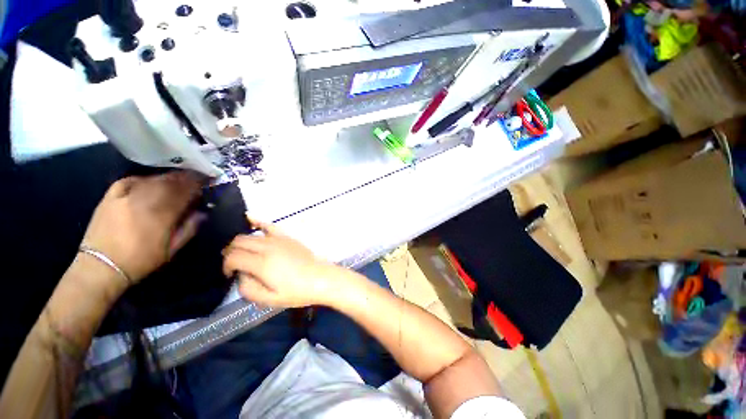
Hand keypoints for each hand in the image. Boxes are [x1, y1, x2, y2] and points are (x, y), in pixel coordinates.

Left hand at [82, 171, 204, 283]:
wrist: (101, 266)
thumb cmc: (141, 260)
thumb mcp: (172, 249)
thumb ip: (189, 229)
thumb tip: (202, 213)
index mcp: (162, 214)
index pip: (184, 191)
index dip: (197, 183)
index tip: (205, 180)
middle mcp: (144, 201)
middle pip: (168, 182)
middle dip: (184, 178)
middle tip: (193, 178)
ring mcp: (125, 197)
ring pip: (151, 180)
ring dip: (166, 178)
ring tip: (175, 180)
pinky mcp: (110, 197)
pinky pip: (130, 180)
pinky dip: (143, 179)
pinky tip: (149, 182)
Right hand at [222, 219, 341, 307]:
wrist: (320, 279)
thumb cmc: (296, 291)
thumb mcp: (269, 299)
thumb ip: (248, 288)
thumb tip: (241, 275)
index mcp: (262, 264)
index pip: (233, 257)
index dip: (226, 266)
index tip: (230, 274)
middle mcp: (268, 247)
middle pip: (239, 242)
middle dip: (230, 252)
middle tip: (233, 264)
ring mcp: (279, 239)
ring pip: (250, 234)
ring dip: (240, 242)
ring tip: (239, 251)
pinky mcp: (287, 237)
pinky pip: (269, 225)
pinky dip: (257, 222)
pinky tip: (249, 219)